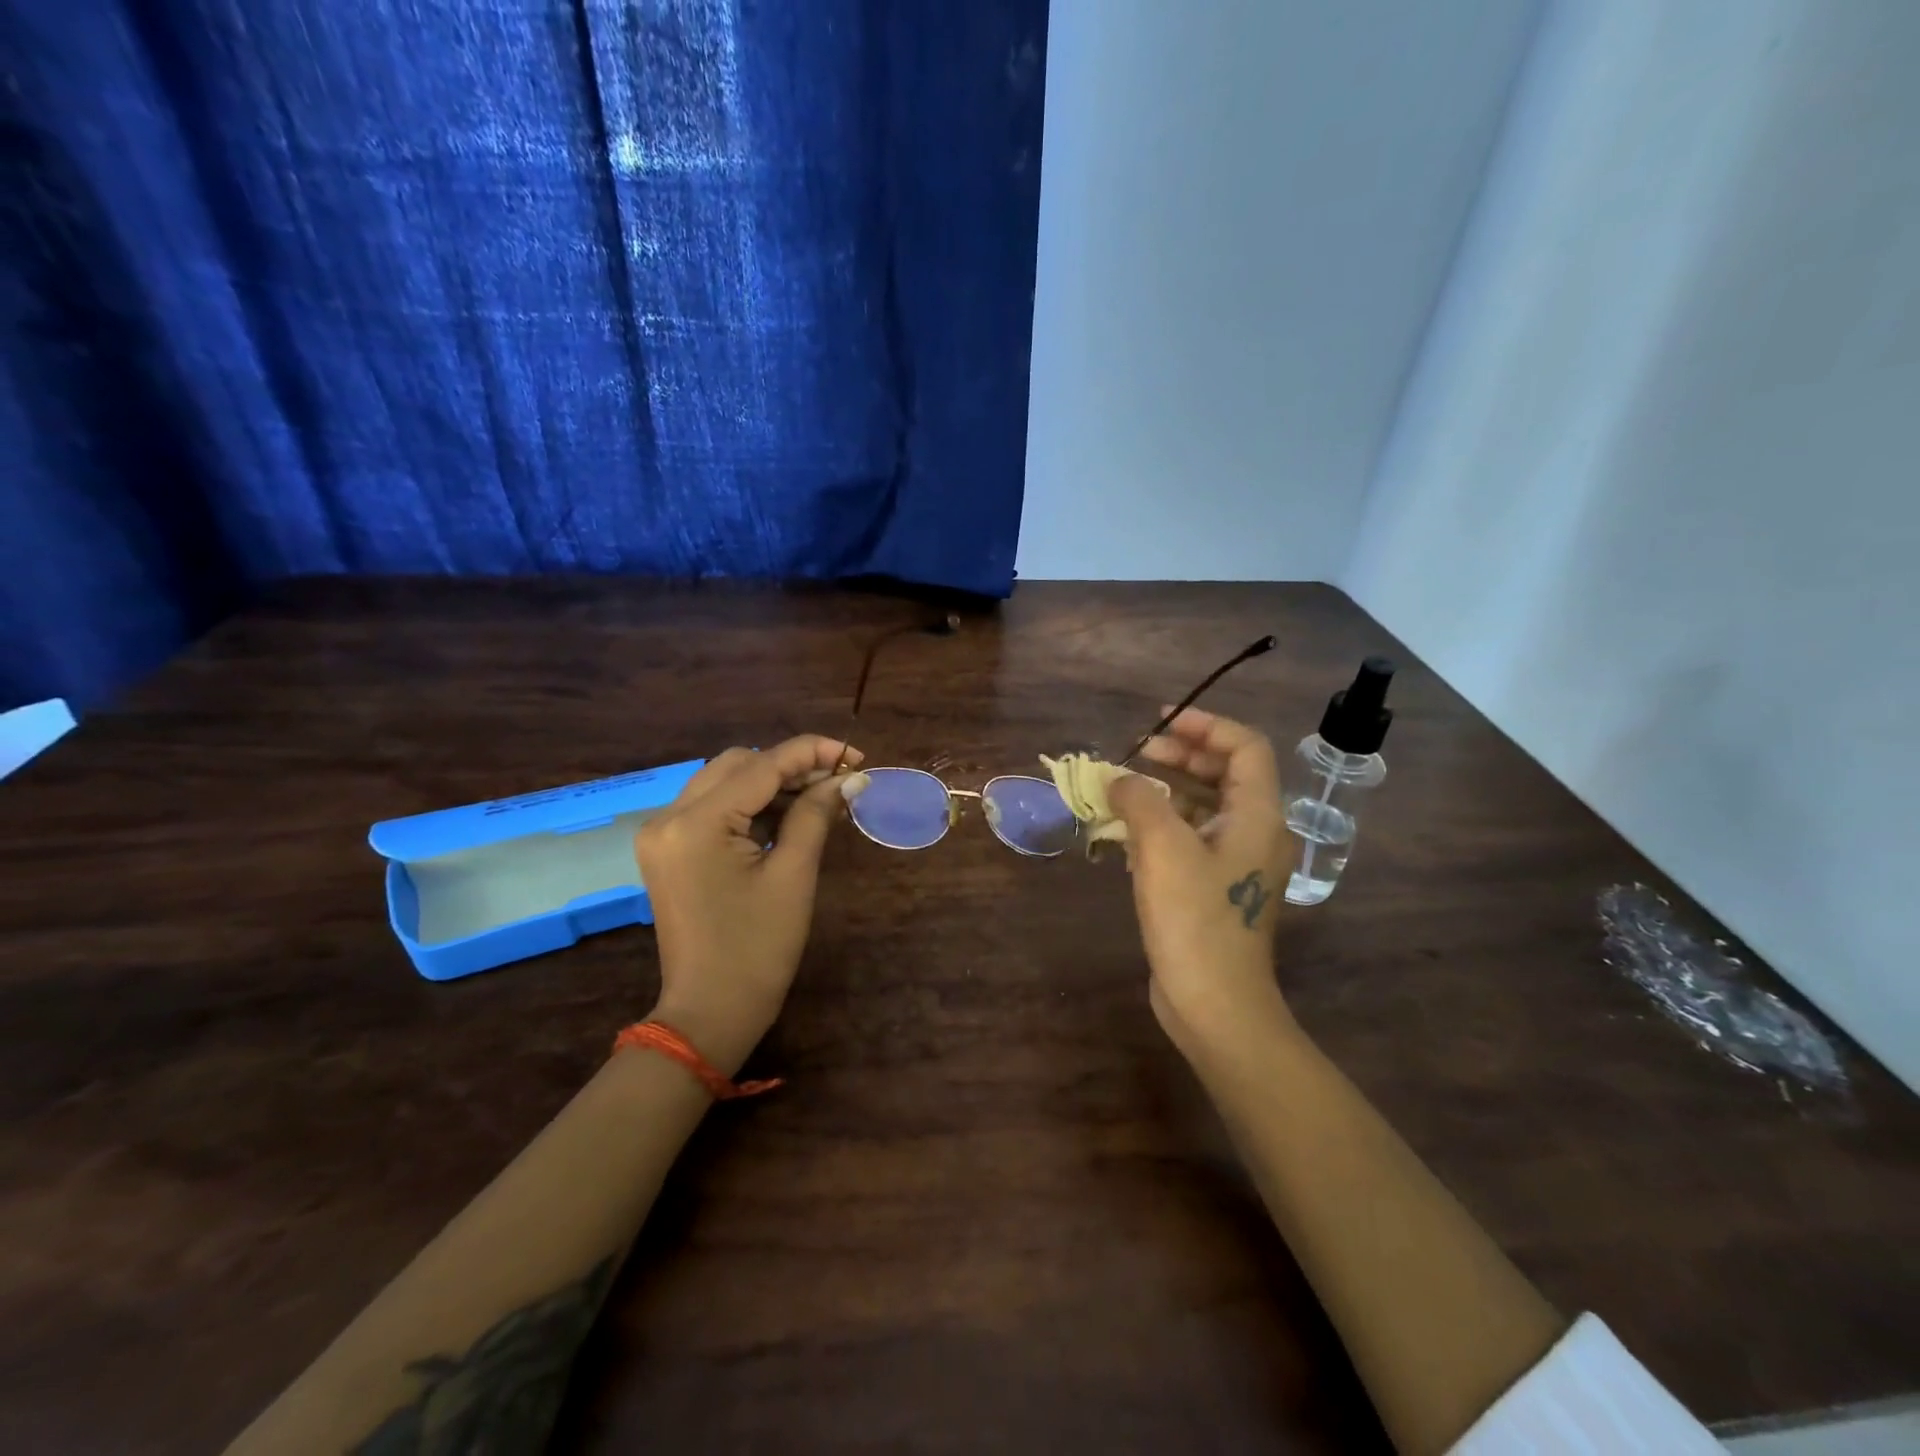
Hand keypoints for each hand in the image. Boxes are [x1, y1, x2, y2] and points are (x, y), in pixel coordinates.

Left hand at [633, 735, 862, 1074]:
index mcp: (695, 824)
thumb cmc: (757, 950)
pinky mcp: (667, 849)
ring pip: (723, 781)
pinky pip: (712, 807)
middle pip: (737, 764)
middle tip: (839, 781)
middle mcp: (668, 817)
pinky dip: (750, 804)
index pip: (761, 766)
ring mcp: (662, 833)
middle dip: (791, 765)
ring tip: (820, 796)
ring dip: (771, 782)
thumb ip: (816, 814)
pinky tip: (787, 814)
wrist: (709, 1013)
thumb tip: (849, 779)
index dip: (812, 753)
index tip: (855, 755)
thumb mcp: (793, 876)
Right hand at [1108, 708, 1294, 1065]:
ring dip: (1167, 791)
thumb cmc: (1194, 919)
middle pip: (1225, 773)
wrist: (1215, 1004)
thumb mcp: (1162, 848)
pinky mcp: (1216, 889)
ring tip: (1124, 789)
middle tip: (1136, 750)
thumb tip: (1120, 779)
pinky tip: (1127, 835)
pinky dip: (1164, 825)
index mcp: (1258, 815)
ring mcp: (1238, 864)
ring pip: (1206, 807)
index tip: (1160, 720)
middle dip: (1181, 755)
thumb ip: (1139, 799)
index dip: (1205, 725)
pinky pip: (1192, 839)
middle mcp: (1256, 833)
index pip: (1244, 746)